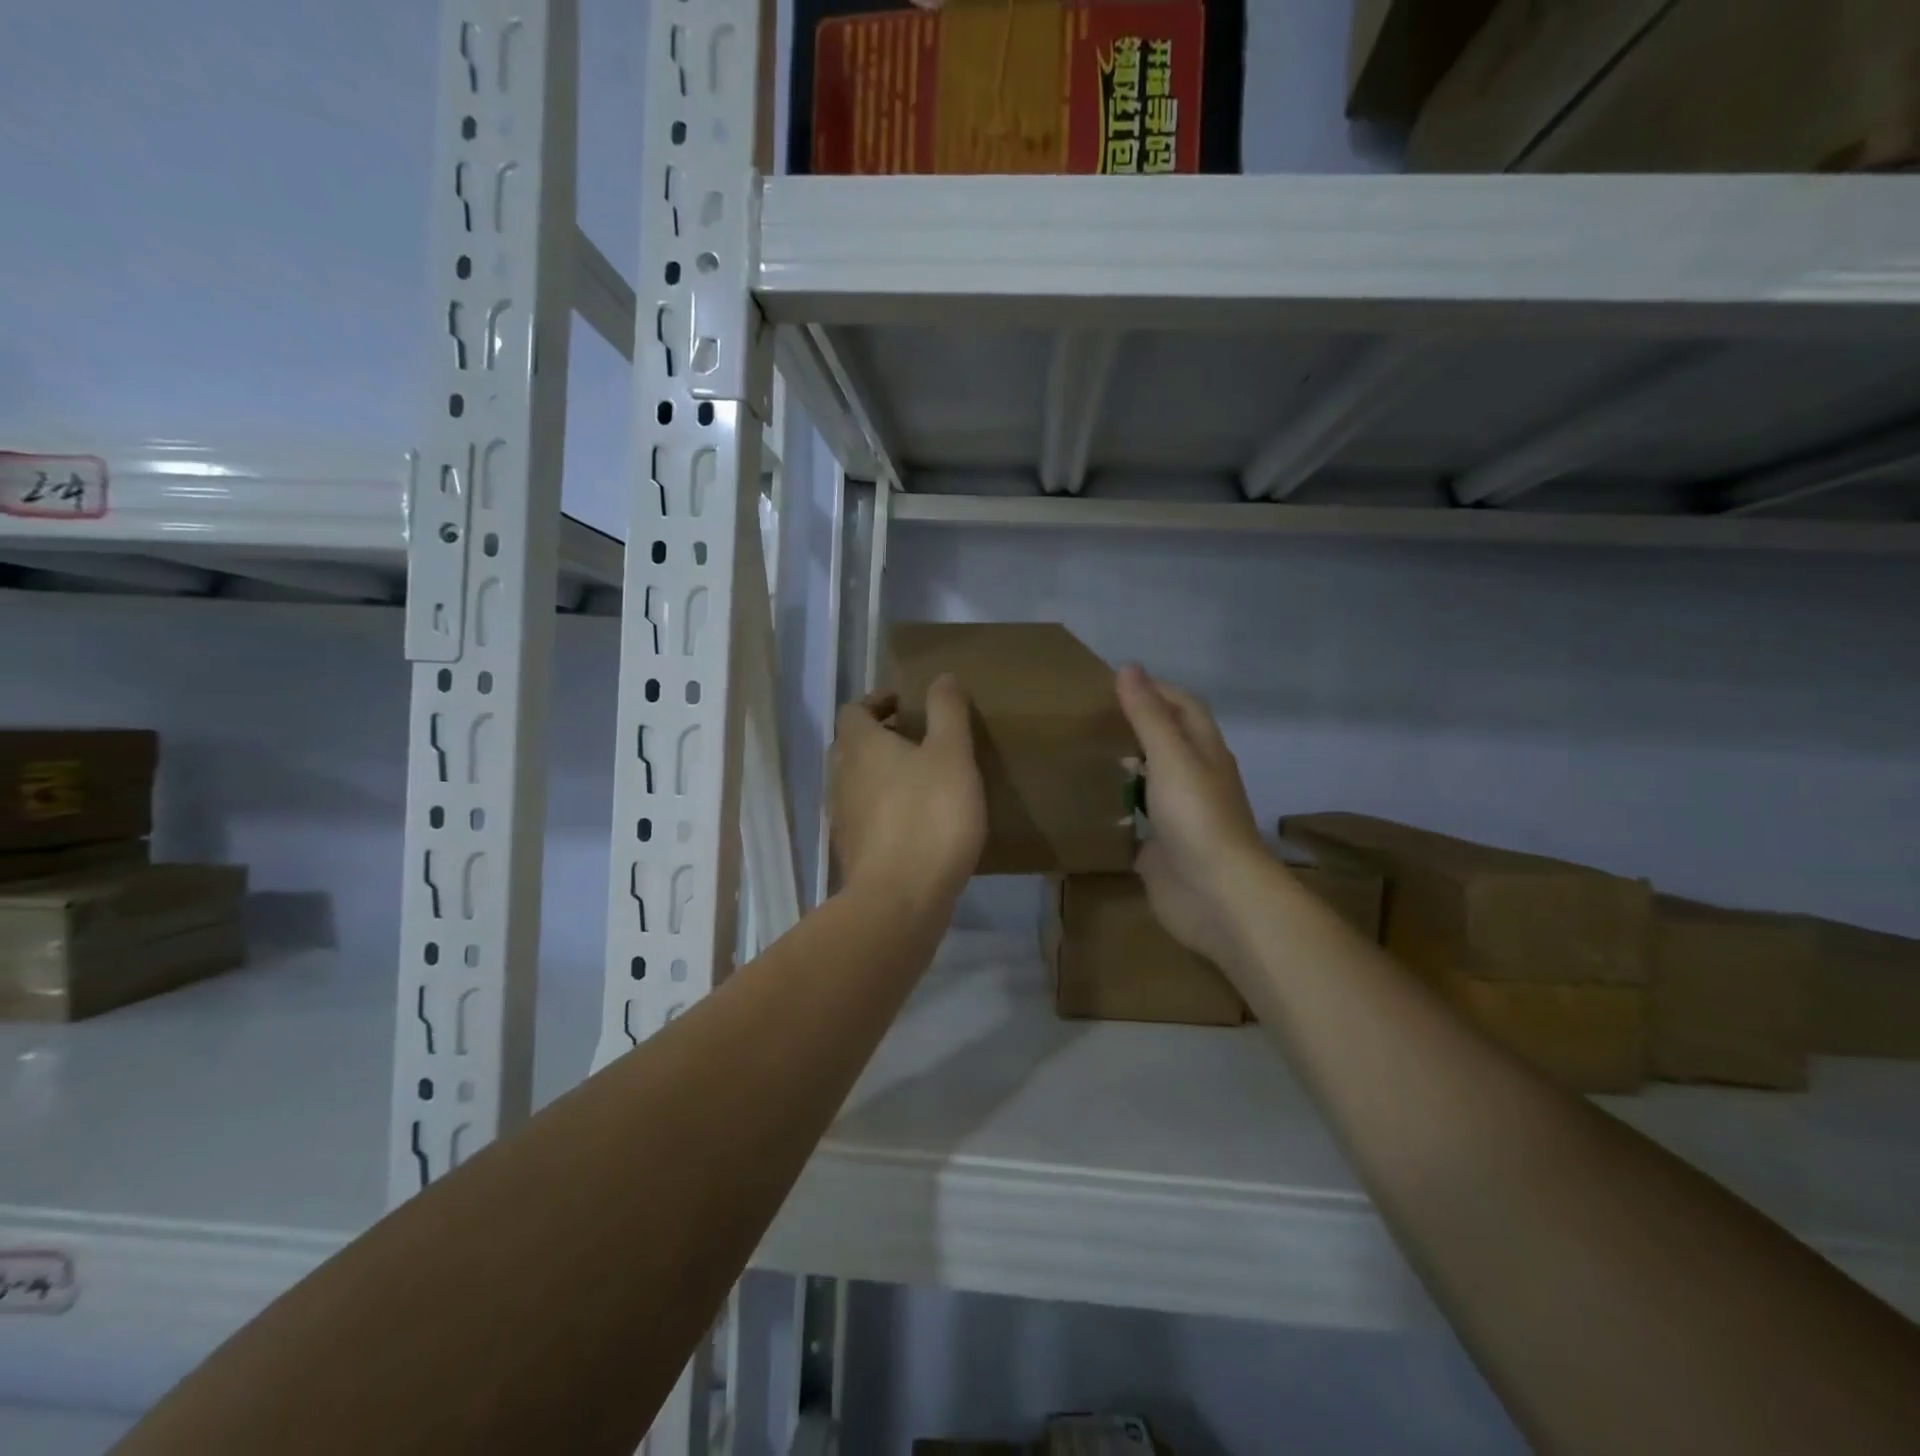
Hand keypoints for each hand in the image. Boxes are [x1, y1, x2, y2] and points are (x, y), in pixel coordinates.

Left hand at [830, 674, 986, 911]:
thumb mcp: (952, 755)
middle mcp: (841, 776)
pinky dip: (884, 808)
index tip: (908, 705)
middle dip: (879, 737)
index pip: (854, 709)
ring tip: (920, 780)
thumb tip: (942, 677)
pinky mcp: (852, 851)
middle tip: (917, 739)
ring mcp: (843, 817)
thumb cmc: (929, 817)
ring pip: (856, 782)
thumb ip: (947, 712)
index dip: (878, 701)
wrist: (900, 899)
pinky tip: (915, 823)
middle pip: (851, 746)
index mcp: (861, 746)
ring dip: (881, 774)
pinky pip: (864, 816)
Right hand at [1116, 666, 1272, 967]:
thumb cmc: (1197, 817)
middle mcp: (1195, 779)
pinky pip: (1135, 821)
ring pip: (1150, 782)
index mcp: (1205, 752)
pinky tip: (1087, 803)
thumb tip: (1129, 667)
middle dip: (1135, 727)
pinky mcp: (1160, 848)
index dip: (1155, 690)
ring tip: (1083, 753)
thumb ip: (1148, 715)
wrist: (1216, 895)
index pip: (1183, 707)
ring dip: (1125, 768)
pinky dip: (1115, 809)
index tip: (1113, 682)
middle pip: (1167, 743)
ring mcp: (1178, 816)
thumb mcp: (1171, 757)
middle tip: (1089, 718)